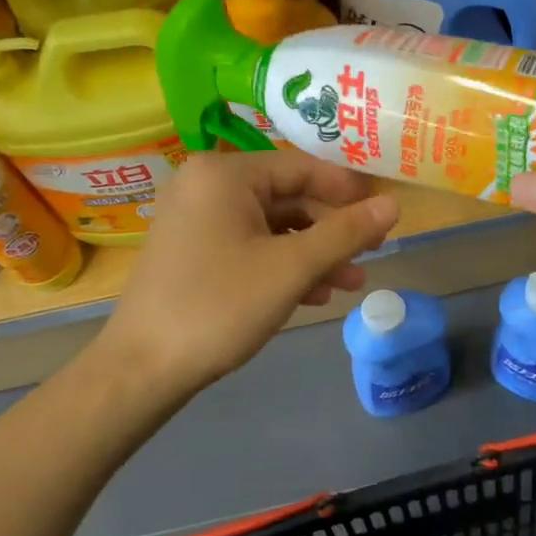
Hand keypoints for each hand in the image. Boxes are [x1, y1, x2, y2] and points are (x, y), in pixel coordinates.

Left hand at [100, 150, 399, 402]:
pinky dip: (281, 265)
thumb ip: (345, 233)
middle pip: (288, 198)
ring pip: (271, 226)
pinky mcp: (192, 250)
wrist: (142, 368)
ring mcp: (195, 218)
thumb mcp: (291, 268)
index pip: (303, 167)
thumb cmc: (219, 306)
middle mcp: (206, 185)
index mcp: (225, 174)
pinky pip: (249, 245)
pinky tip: (310, 295)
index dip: (348, 192)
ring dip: (312, 254)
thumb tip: (393, 205)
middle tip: (370, 257)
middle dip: (331, 232)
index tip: (383, 217)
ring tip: (348, 285)